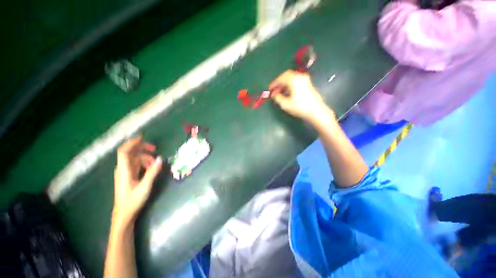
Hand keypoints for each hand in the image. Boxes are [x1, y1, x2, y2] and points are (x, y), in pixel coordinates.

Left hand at [112, 136, 161, 226]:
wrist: (124, 214)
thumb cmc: (133, 200)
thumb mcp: (145, 186)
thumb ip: (152, 172)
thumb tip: (160, 159)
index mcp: (124, 170)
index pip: (124, 152)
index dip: (132, 143)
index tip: (142, 137)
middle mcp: (123, 169)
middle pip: (131, 153)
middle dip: (142, 149)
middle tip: (155, 149)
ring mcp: (125, 172)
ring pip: (135, 159)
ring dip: (146, 158)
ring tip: (155, 164)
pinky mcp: (129, 176)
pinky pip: (136, 165)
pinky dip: (144, 163)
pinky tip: (151, 168)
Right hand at [270, 70, 327, 119]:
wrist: (316, 111)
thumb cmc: (299, 107)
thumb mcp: (285, 104)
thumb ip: (277, 97)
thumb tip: (274, 95)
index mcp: (294, 79)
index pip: (281, 78)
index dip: (274, 83)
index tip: (269, 89)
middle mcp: (300, 77)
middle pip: (287, 76)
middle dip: (279, 82)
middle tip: (275, 90)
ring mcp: (306, 80)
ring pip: (292, 79)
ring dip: (285, 84)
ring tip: (280, 93)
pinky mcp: (309, 84)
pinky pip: (297, 81)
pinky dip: (290, 85)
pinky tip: (288, 93)